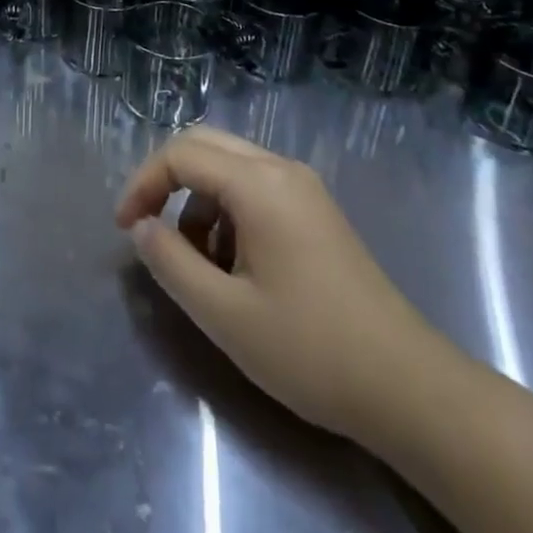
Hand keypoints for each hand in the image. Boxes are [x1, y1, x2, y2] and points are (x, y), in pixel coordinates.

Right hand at [116, 127, 440, 439]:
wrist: (407, 387)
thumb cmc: (310, 349)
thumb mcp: (225, 314)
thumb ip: (171, 263)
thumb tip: (142, 228)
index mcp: (258, 183)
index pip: (181, 154)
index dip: (143, 184)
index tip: (125, 229)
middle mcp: (281, 168)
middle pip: (205, 144)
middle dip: (166, 180)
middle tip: (146, 227)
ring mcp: (303, 187)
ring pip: (229, 166)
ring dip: (198, 200)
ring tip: (197, 263)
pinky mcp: (315, 210)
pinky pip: (255, 187)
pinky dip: (227, 211)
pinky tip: (234, 265)